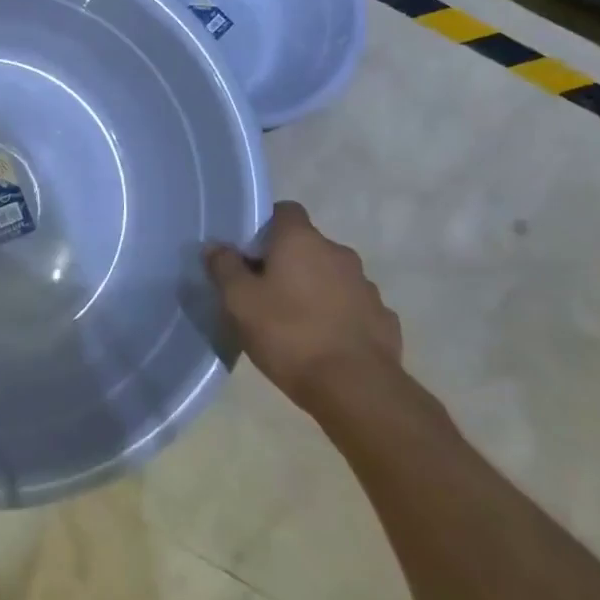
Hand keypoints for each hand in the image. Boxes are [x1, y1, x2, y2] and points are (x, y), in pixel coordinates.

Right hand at [205, 201, 402, 410]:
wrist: (356, 388)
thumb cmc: (288, 334)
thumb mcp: (239, 301)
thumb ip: (224, 267)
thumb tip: (215, 246)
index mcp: (302, 240)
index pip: (285, 210)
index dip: (266, 225)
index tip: (250, 251)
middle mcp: (338, 253)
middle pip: (308, 245)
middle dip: (289, 262)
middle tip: (265, 291)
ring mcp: (366, 286)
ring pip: (332, 276)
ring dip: (316, 289)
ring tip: (296, 321)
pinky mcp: (384, 318)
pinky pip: (353, 306)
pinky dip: (339, 315)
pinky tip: (325, 342)